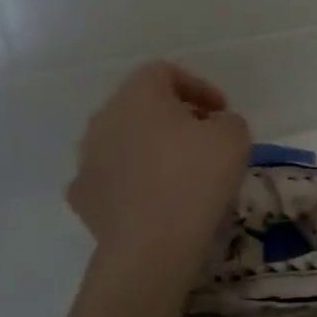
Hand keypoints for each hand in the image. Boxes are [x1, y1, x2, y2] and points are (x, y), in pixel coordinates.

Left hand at [68, 62, 250, 272]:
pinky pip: (112, 176)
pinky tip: (155, 198)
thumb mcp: (234, 137)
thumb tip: (214, 126)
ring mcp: (86, 158)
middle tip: (204, 137)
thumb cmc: (197, 177)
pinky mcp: (82, 195)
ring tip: (181, 170)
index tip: (221, 111)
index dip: (198, 86)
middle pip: (140, 105)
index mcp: (138, 96)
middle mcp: (103, 119)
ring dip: (150, 147)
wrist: (152, 243)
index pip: (164, 72)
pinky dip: (133, 180)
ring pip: (122, 140)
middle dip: (173, 116)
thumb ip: (227, 120)